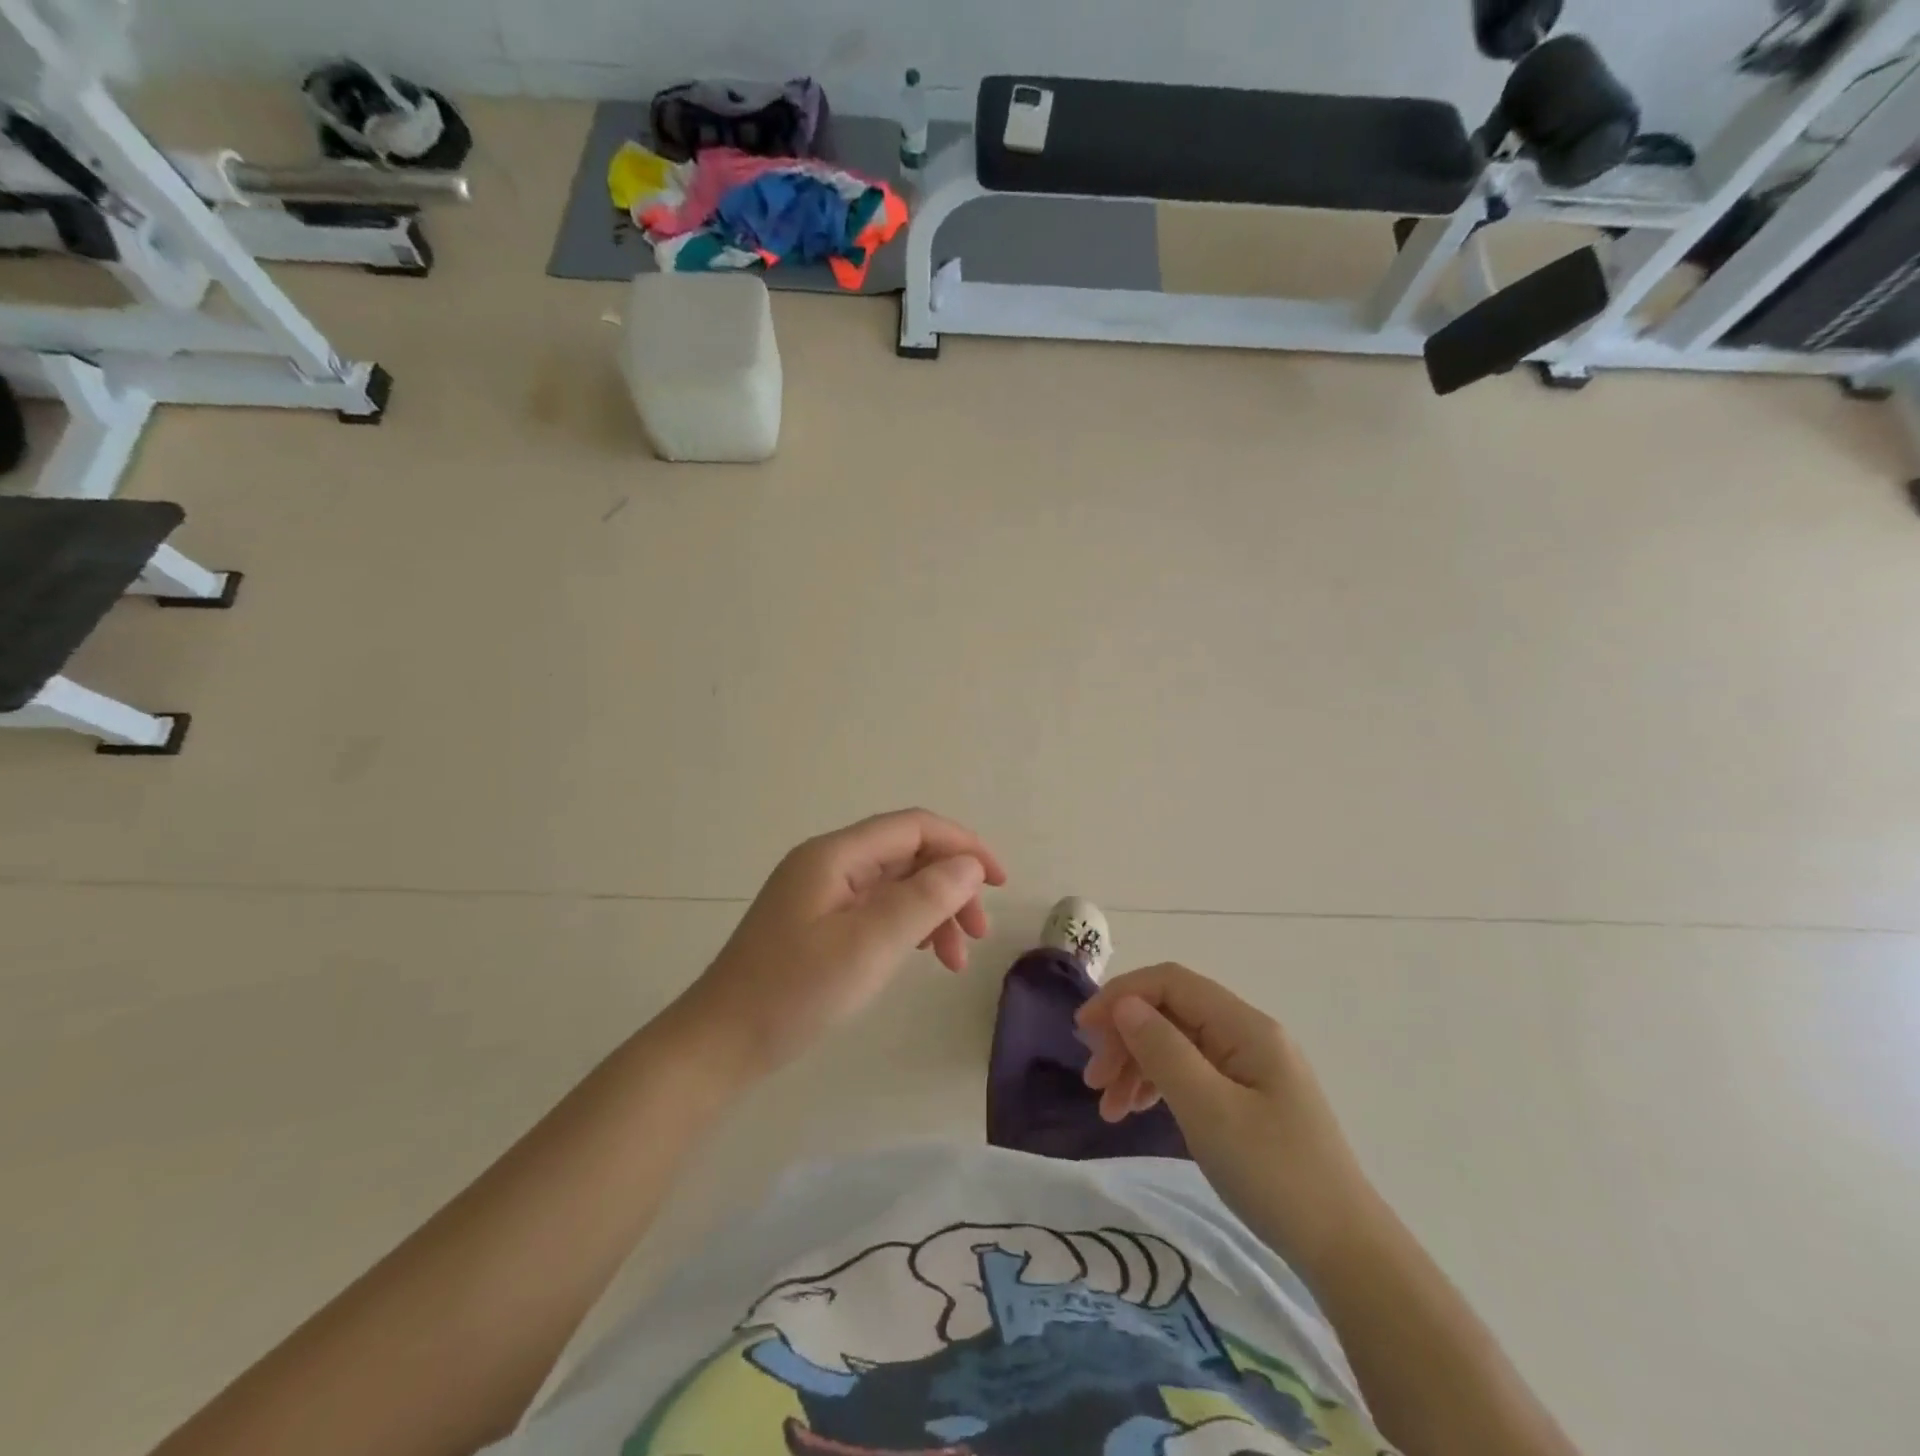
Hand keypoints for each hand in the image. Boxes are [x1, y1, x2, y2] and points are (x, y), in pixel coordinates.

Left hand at [676, 809, 1006, 1081]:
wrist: (720, 1043)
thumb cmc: (794, 991)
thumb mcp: (869, 944)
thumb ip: (924, 898)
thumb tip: (968, 865)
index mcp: (836, 855)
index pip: (914, 827)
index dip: (962, 845)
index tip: (998, 882)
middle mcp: (829, 863)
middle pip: (906, 855)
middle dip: (950, 885)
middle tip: (977, 934)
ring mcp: (821, 893)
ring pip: (895, 884)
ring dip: (932, 911)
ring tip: (954, 959)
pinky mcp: (817, 922)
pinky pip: (876, 909)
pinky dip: (907, 926)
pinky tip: (920, 954)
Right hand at [1077, 963, 1377, 1267]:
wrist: (1345, 1252)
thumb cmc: (1274, 1175)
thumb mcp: (1209, 1110)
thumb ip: (1163, 1050)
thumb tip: (1124, 1004)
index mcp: (1245, 1026)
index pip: (1171, 983)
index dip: (1122, 996)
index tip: (1083, 1032)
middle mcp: (1247, 1035)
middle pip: (1171, 1012)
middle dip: (1125, 1037)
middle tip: (1094, 1081)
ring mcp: (1250, 1066)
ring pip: (1177, 1043)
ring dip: (1136, 1064)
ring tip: (1108, 1107)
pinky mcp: (1249, 1097)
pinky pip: (1191, 1072)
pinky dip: (1158, 1085)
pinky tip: (1137, 1110)